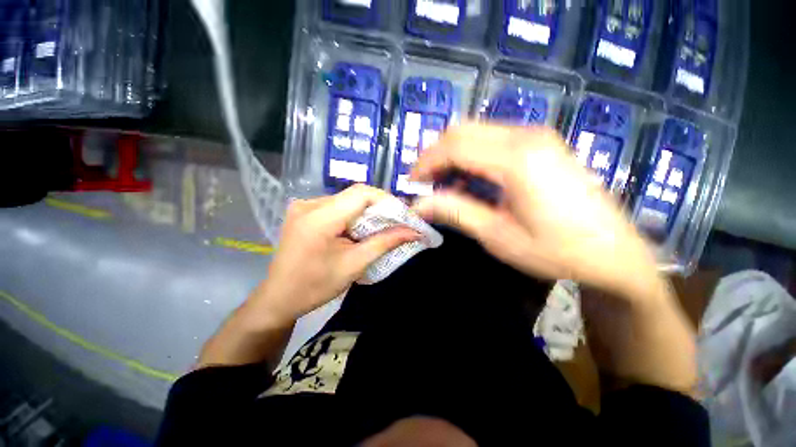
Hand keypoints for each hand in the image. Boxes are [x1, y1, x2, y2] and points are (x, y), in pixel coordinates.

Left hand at [252, 184, 420, 322]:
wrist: (279, 298)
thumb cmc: (316, 287)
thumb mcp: (355, 265)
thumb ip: (385, 243)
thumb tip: (413, 231)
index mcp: (319, 218)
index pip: (361, 193)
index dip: (386, 200)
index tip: (403, 214)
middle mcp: (309, 204)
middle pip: (354, 195)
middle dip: (379, 207)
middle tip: (397, 221)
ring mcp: (304, 206)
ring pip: (347, 199)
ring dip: (367, 211)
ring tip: (382, 226)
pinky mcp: (305, 211)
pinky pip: (337, 205)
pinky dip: (354, 214)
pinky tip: (360, 228)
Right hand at [411, 124, 660, 301]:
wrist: (614, 253)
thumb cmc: (555, 250)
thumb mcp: (497, 235)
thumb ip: (455, 212)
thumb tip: (419, 205)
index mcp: (516, 159)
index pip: (454, 146)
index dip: (426, 162)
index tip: (412, 183)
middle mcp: (527, 137)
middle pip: (463, 131)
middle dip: (436, 155)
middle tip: (426, 183)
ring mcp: (537, 137)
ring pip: (477, 132)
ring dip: (453, 155)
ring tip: (446, 185)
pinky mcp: (542, 144)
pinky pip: (494, 139)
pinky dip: (472, 155)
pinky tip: (472, 180)